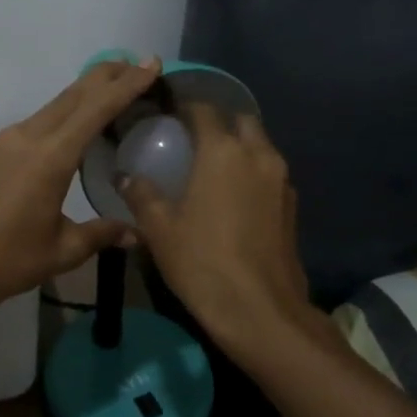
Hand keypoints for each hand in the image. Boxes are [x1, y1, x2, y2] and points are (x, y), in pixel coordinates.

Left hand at [0, 58, 160, 311]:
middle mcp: (27, 138)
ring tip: (108, 92)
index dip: (126, 84)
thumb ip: (100, 234)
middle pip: (72, 96)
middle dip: (105, 77)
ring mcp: (4, 142)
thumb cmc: (8, 260)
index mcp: (50, 157)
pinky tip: (68, 129)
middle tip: (135, 64)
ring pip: (51, 107)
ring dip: (81, 95)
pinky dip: (59, 115)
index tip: (150, 63)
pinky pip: (34, 123)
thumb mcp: (62, 250)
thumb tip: (134, 234)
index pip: (96, 109)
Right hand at [119, 105, 313, 353]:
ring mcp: (281, 181)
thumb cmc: (202, 262)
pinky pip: (268, 173)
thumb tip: (125, 175)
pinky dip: (250, 171)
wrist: (260, 311)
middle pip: (240, 120)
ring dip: (237, 145)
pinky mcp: (291, 206)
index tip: (165, 110)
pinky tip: (230, 194)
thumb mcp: (159, 229)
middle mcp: (258, 155)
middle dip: (217, 119)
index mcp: (223, 151)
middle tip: (190, 134)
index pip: (203, 110)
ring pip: (259, 145)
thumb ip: (141, 194)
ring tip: (208, 163)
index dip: (183, 105)